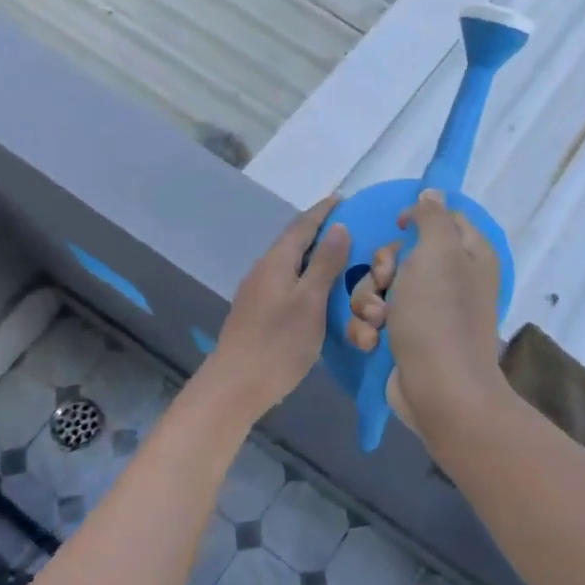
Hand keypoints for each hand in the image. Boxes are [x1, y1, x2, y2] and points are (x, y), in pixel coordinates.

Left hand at [206, 196, 349, 417]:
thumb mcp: (310, 301)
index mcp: (276, 262)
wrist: (235, 385)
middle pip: (293, 242)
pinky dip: (306, 277)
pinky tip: (318, 291)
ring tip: (339, 258)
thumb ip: (325, 264)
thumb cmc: (278, 343)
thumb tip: (339, 227)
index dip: (323, 211)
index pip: (302, 226)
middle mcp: (263, 271)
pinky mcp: (257, 313)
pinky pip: (286, 283)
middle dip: (319, 232)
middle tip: (349, 228)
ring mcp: (257, 293)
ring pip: (289, 264)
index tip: (342, 198)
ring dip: (313, 256)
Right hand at [346, 190, 506, 434]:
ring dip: (368, 301)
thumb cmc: (438, 314)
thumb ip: (432, 217)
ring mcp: (425, 312)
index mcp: (467, 255)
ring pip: (378, 287)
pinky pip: (373, 318)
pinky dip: (368, 328)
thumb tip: (432, 192)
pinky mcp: (403, 338)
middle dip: (381, 268)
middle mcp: (449, 280)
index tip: (398, 227)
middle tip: (385, 282)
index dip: (415, 219)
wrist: (438, 389)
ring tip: (377, 321)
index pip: (442, 219)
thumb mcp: (438, 252)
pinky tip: (372, 342)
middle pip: (400, 254)